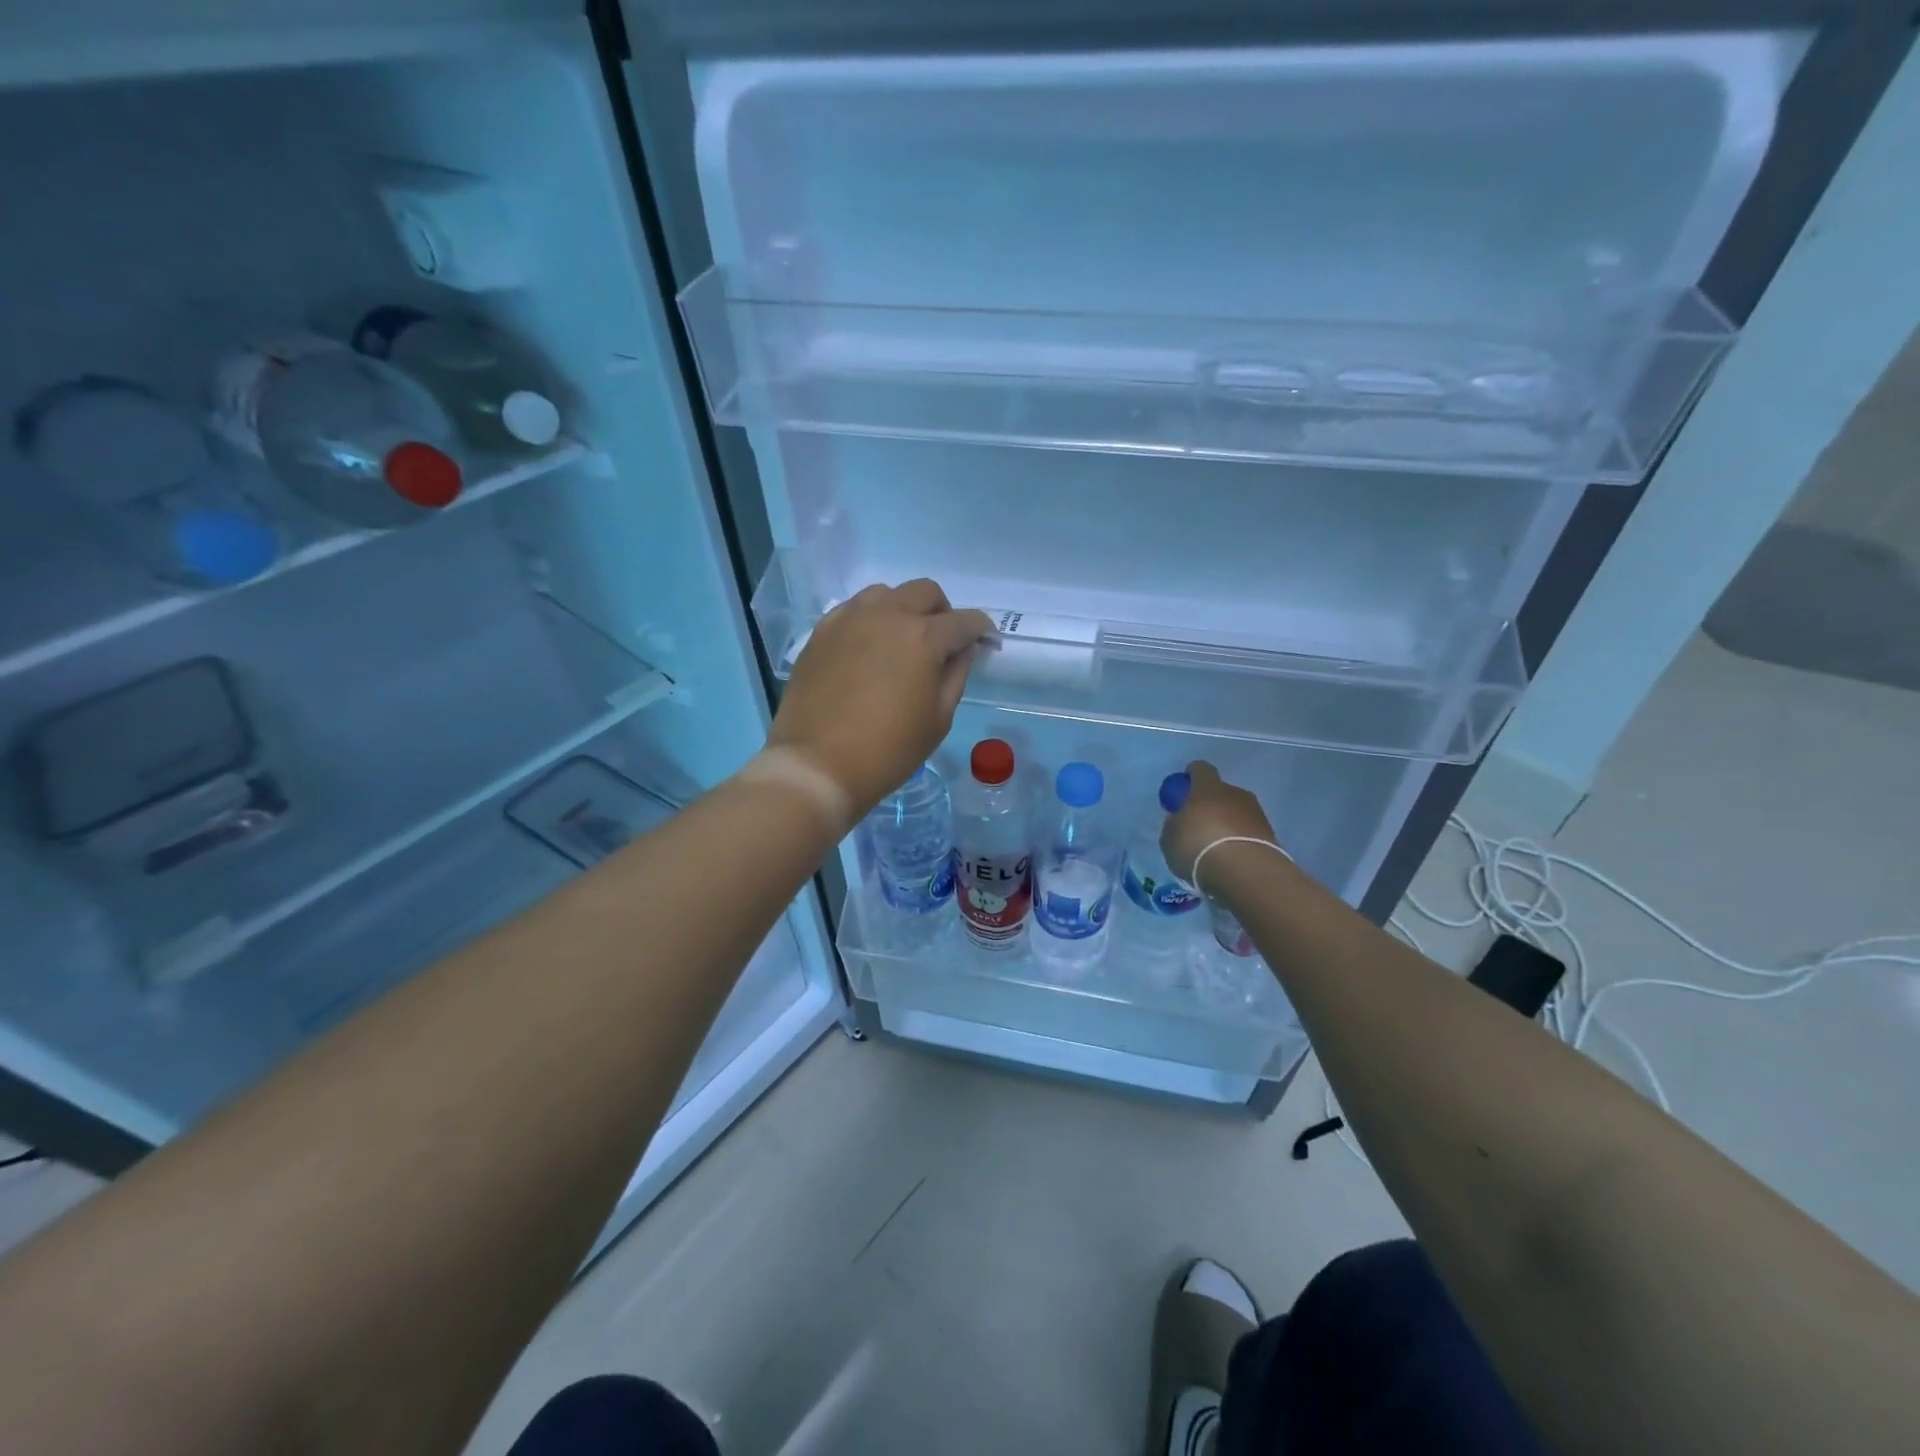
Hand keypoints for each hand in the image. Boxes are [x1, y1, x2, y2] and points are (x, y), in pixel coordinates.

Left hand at [769, 580, 992, 813]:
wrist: (817, 765)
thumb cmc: (888, 750)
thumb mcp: (938, 719)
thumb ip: (956, 676)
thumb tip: (962, 650)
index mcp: (923, 637)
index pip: (964, 621)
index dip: (981, 630)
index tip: (985, 643)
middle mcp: (887, 615)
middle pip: (925, 592)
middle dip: (943, 612)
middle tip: (943, 643)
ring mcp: (850, 619)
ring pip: (886, 594)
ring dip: (903, 610)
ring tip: (901, 642)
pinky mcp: (821, 632)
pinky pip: (853, 609)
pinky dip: (870, 619)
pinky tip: (868, 648)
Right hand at [1161, 760, 1277, 885]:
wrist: (1244, 871)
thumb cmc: (1198, 847)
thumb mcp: (1170, 837)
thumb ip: (1174, 824)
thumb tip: (1179, 820)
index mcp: (1207, 787)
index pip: (1200, 769)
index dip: (1190, 776)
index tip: (1183, 789)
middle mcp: (1235, 793)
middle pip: (1221, 792)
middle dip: (1210, 805)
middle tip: (1199, 826)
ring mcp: (1256, 813)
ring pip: (1237, 812)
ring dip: (1228, 824)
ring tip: (1217, 847)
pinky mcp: (1271, 835)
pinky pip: (1249, 832)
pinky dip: (1241, 841)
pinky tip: (1232, 859)